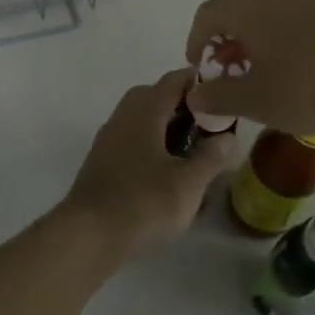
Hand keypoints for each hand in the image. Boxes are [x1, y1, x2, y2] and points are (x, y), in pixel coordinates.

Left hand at [58, 70, 235, 255]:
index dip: (198, 80)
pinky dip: (151, 141)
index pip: (173, 80)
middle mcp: (123, 116)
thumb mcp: (188, 184)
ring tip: (193, 145)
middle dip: (183, 103)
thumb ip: (211, 157)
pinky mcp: (102, 160)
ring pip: (141, 117)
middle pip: (154, 95)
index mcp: (144, 111)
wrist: (88, 234)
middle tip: (210, 122)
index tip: (223, 90)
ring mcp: (108, 138)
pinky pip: (131, 136)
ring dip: (166, 123)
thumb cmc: (143, 203)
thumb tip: (226, 136)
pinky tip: (166, 166)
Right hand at [183, 0, 314, 141]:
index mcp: (246, 6)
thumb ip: (218, 97)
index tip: (199, 67)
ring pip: (267, 12)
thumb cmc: (305, 84)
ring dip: (254, 39)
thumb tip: (195, 96)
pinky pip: (293, 17)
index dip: (196, 41)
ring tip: (260, 71)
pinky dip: (281, 37)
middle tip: (227, 70)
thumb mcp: (253, 100)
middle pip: (236, 9)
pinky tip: (294, 67)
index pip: (207, 14)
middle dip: (225, 40)